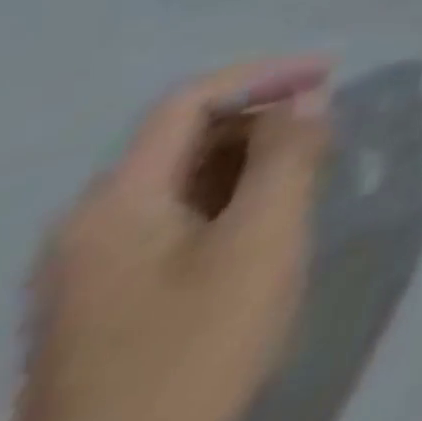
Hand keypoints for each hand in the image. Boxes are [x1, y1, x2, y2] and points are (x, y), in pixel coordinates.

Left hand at [16, 59, 331, 420]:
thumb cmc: (196, 347)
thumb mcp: (263, 239)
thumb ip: (291, 155)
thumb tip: (309, 96)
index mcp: (114, 202)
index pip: (190, 102)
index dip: (266, 74)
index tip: (332, 73)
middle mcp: (89, 224)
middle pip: (183, 137)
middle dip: (263, 117)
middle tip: (331, 127)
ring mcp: (90, 268)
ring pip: (183, 179)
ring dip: (252, 157)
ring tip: (313, 168)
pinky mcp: (106, 301)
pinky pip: (175, 217)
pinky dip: (230, 196)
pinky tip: (268, 220)